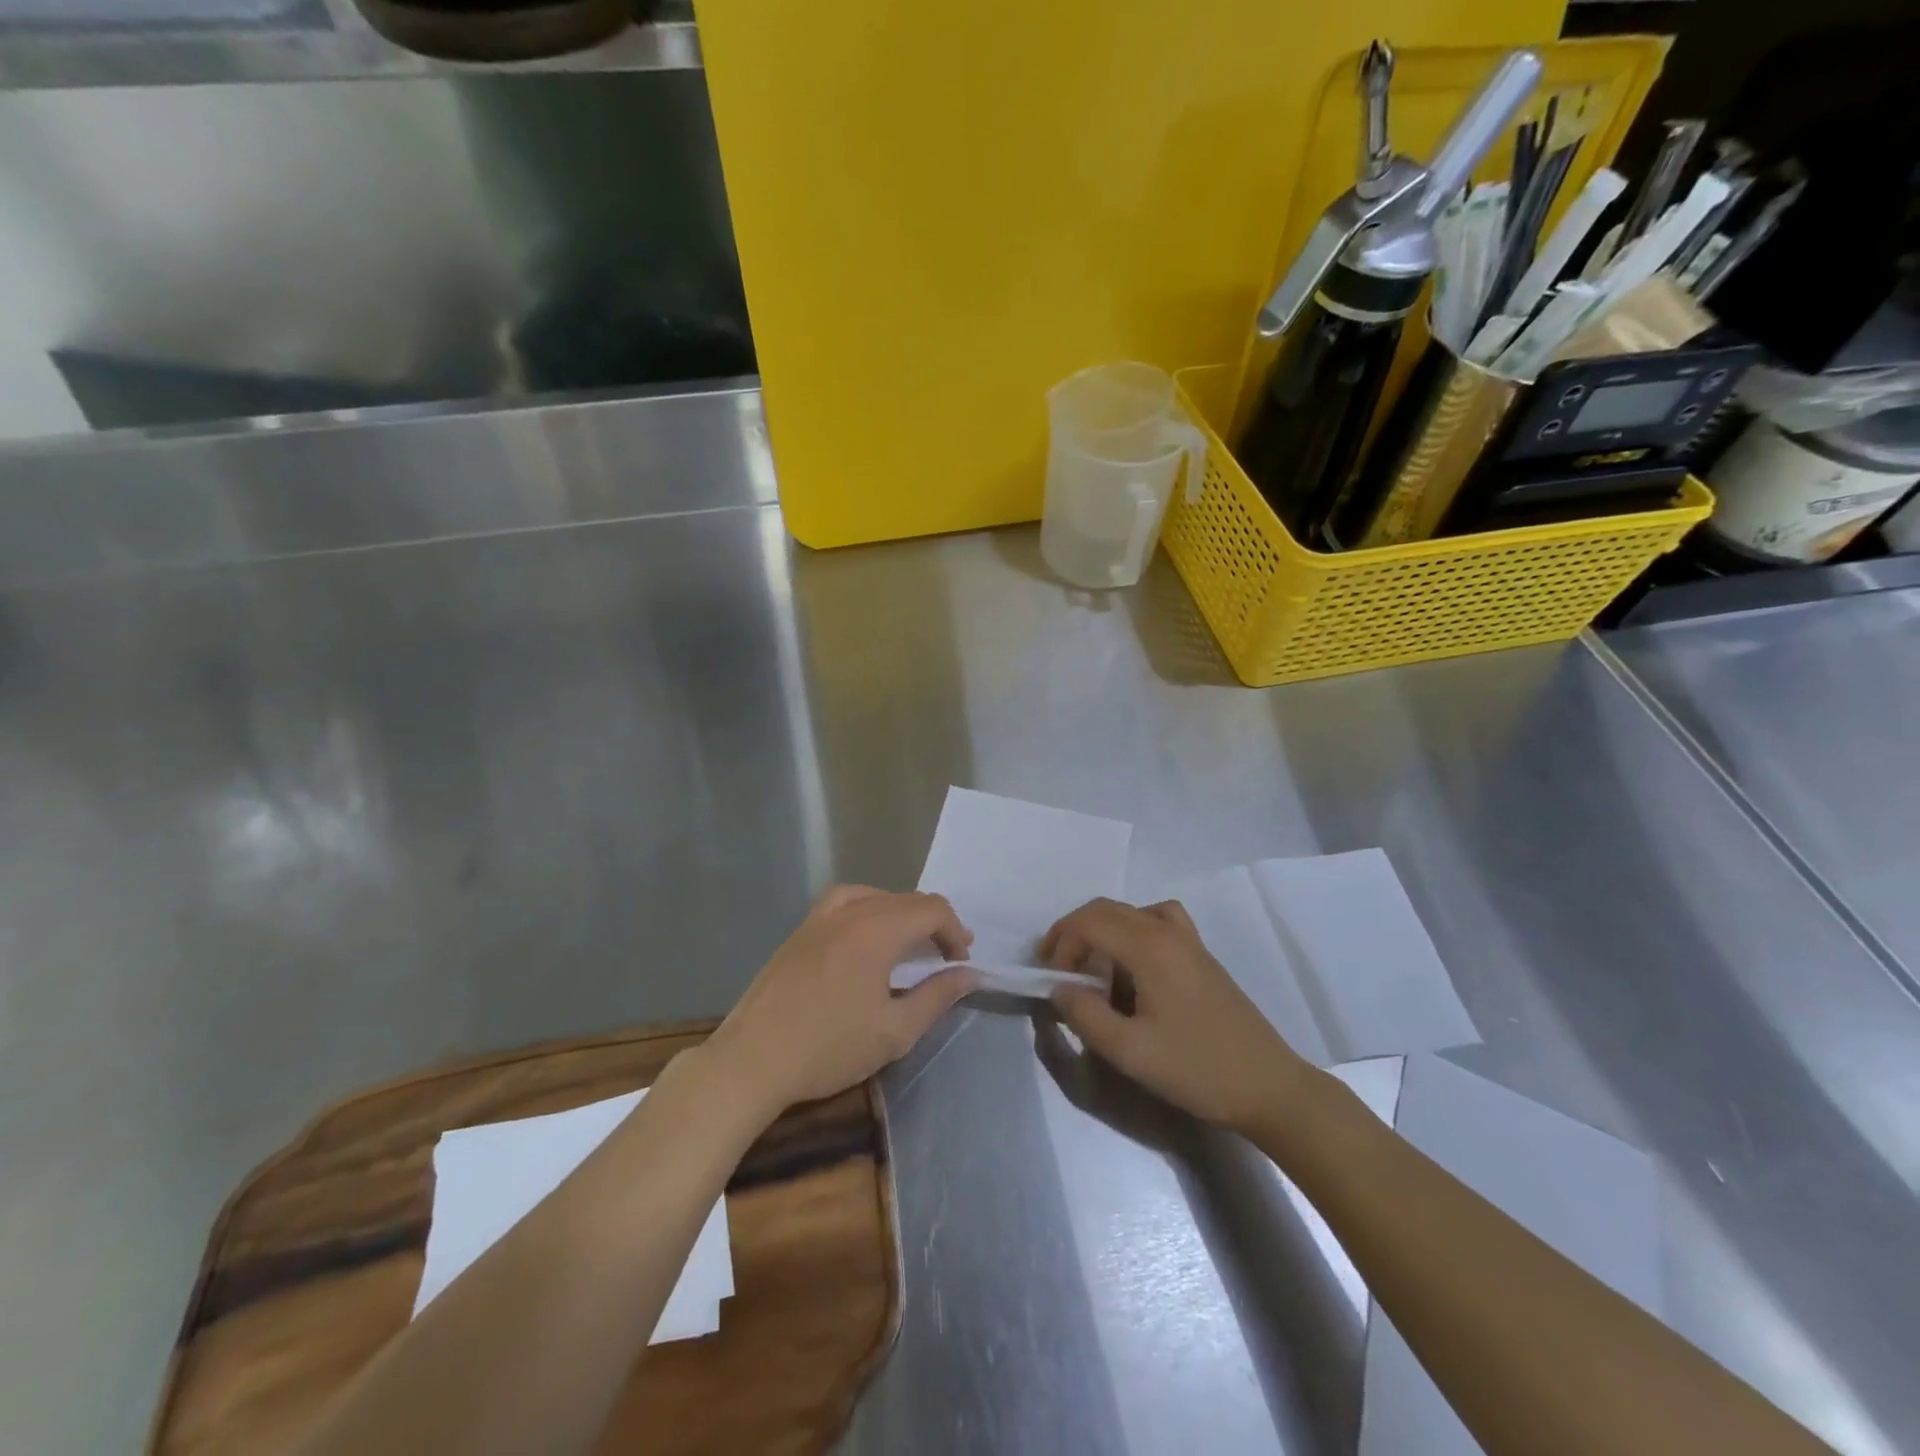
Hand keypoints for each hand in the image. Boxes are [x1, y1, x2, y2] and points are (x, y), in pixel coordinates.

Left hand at [705, 886, 976, 1118]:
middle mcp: (850, 911)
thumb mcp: (895, 1031)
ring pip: (876, 896)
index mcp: (877, 930)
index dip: (955, 932)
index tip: (962, 963)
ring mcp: (820, 917)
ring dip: (902, 914)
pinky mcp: (800, 930)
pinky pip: (846, 901)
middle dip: (934, 923)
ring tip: (912, 942)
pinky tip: (867, 934)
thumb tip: (968, 975)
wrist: (752, 1060)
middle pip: (906, 900)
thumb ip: (937, 997)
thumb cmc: (829, 1048)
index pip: (932, 910)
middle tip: (947, 957)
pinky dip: (869, 909)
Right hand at [1043, 898, 1310, 1134]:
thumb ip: (1085, 1016)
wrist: (1268, 1087)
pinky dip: (1133, 930)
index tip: (1052, 980)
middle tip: (1057, 968)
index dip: (1061, 944)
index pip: (1089, 922)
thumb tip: (1060, 989)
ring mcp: (1189, 941)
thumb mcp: (1130, 1052)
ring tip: (1091, 965)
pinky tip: (1133, 965)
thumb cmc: (1196, 1069)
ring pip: (1131, 912)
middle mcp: (1168, 931)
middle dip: (1074, 932)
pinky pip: (1157, 921)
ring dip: (1102, 929)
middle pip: (1107, 909)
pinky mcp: (1201, 956)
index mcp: (1150, 947)